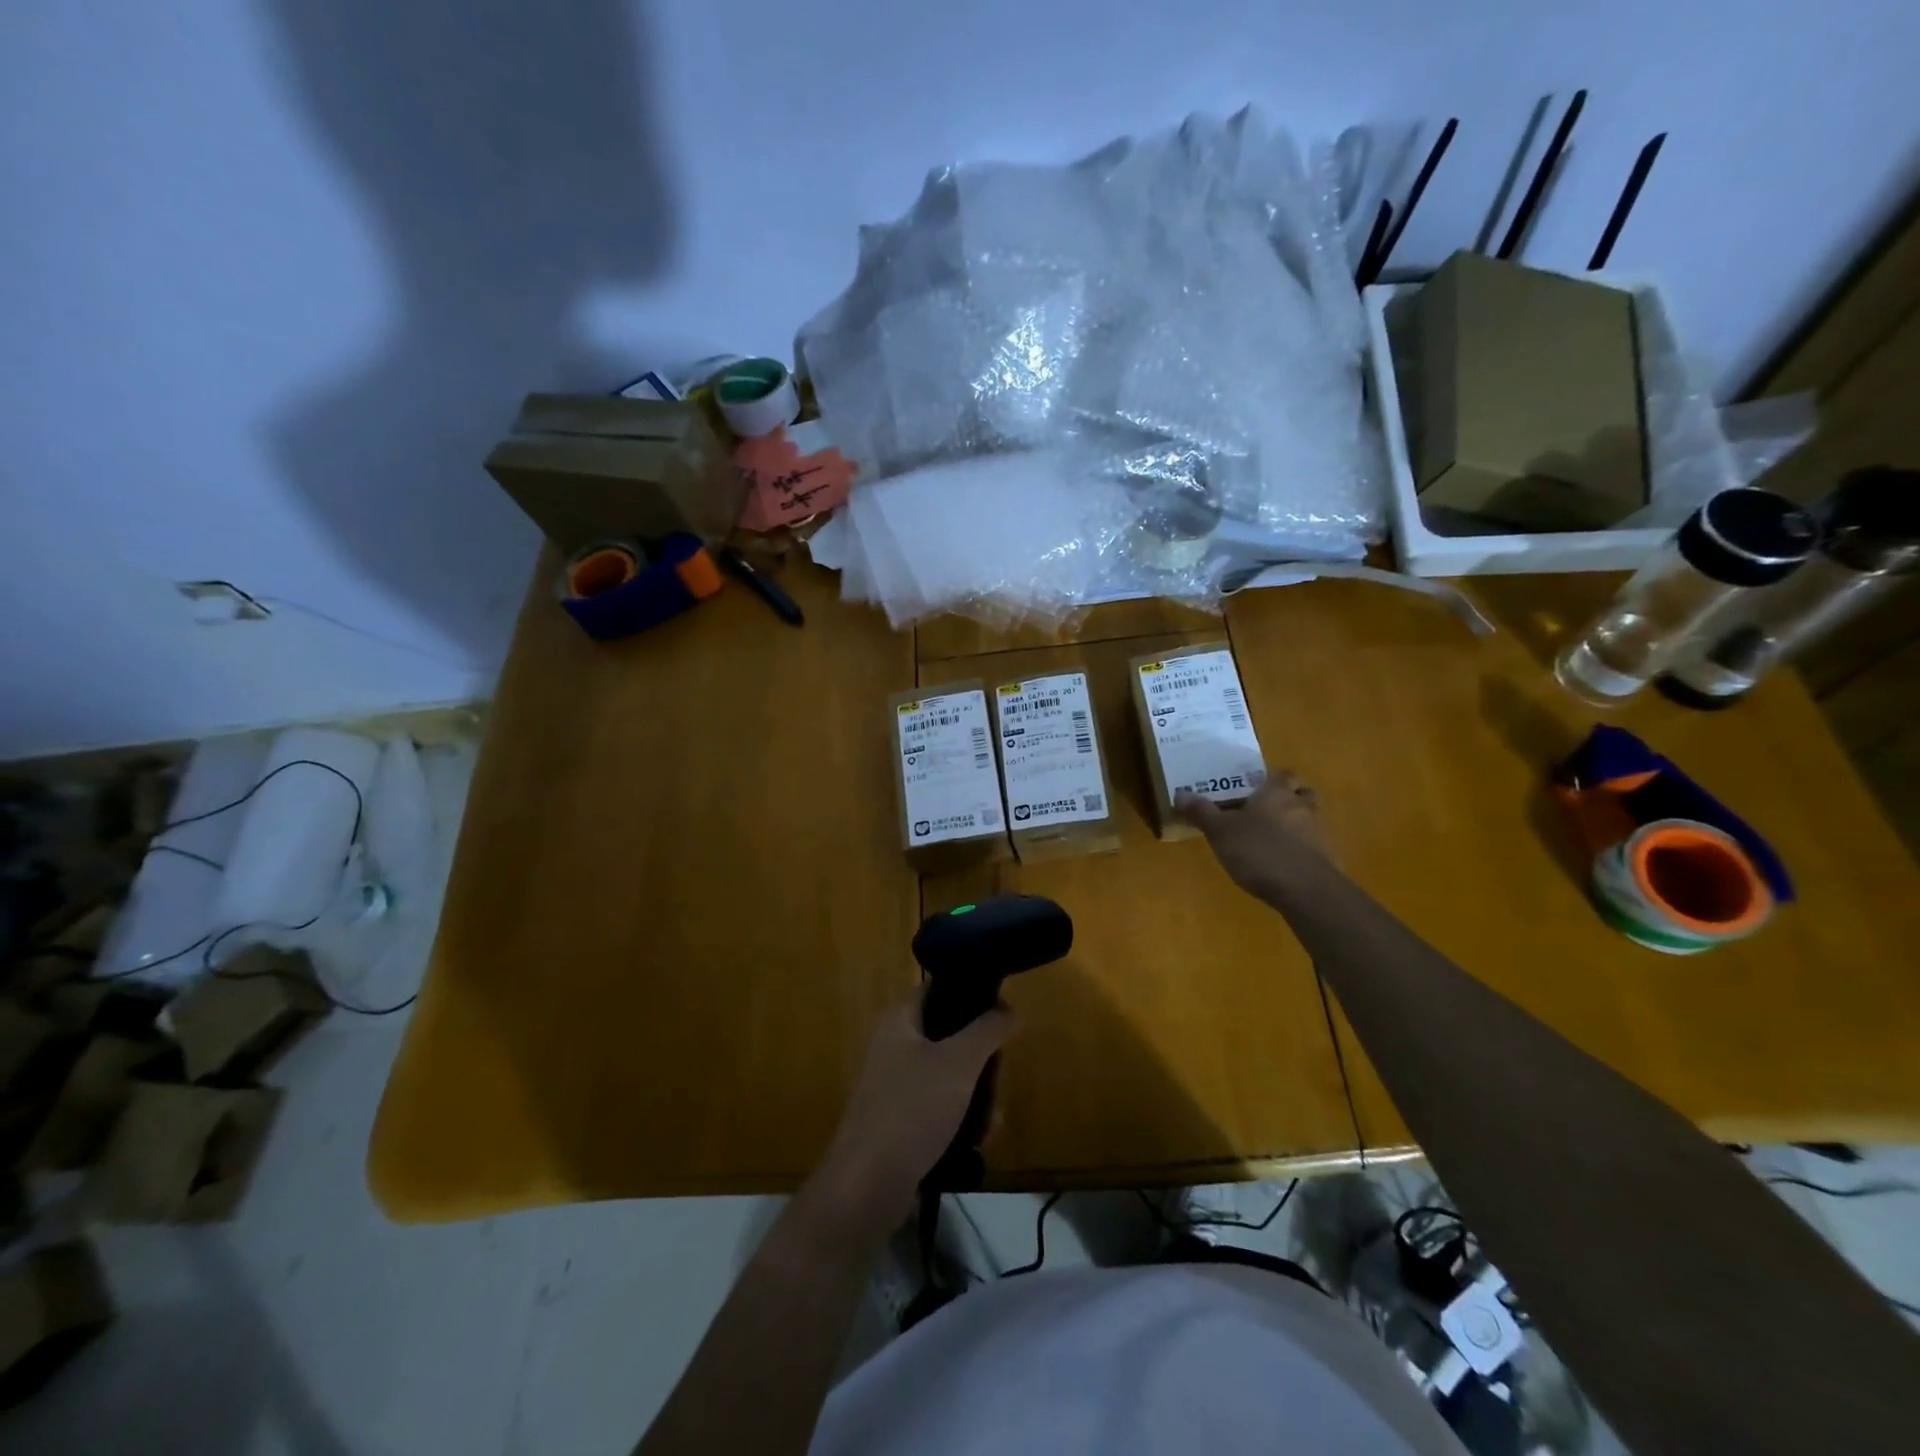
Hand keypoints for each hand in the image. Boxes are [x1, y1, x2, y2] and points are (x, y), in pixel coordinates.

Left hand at [807, 990, 1014, 1241]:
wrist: (866, 1187)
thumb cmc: (912, 1110)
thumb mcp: (959, 1062)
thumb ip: (988, 1029)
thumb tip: (1009, 1009)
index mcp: (899, 1020)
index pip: (939, 989)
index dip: (973, 996)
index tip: (1004, 1017)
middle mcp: (895, 1045)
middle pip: (951, 1035)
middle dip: (982, 1061)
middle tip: (999, 1080)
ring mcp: (896, 1085)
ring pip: (950, 1075)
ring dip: (978, 1095)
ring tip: (993, 1123)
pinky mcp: (901, 1121)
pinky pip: (941, 1108)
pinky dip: (962, 1120)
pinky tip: (980, 1141)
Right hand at [1175, 770, 1330, 898]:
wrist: (1306, 890)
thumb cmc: (1259, 851)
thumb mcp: (1220, 832)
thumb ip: (1201, 812)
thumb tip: (1180, 793)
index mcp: (1277, 793)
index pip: (1282, 774)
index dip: (1271, 779)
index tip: (1255, 790)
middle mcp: (1303, 805)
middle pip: (1301, 794)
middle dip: (1287, 800)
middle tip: (1265, 814)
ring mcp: (1321, 832)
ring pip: (1310, 819)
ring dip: (1297, 825)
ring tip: (1274, 841)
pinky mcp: (1330, 858)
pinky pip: (1316, 846)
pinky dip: (1304, 851)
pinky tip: (1287, 865)